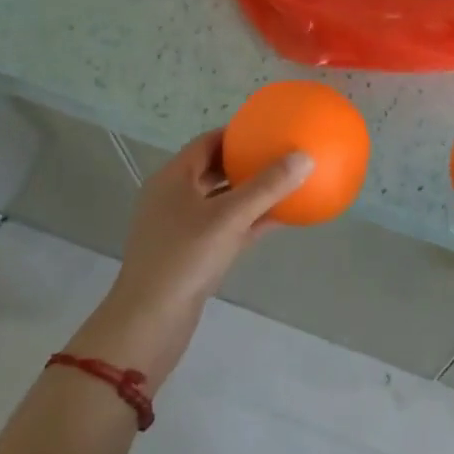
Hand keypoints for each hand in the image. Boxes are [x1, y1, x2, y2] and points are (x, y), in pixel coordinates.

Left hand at [68, 132, 310, 382]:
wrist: (149, 324)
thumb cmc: (184, 258)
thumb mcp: (229, 217)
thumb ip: (267, 187)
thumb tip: (304, 156)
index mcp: (174, 178)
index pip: (207, 142)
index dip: (237, 133)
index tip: (268, 129)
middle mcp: (174, 197)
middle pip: (214, 170)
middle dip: (246, 162)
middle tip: (280, 154)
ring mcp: (180, 228)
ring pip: (221, 201)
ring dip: (250, 193)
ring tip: (285, 183)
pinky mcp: (191, 256)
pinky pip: (225, 228)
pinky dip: (249, 221)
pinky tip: (280, 220)